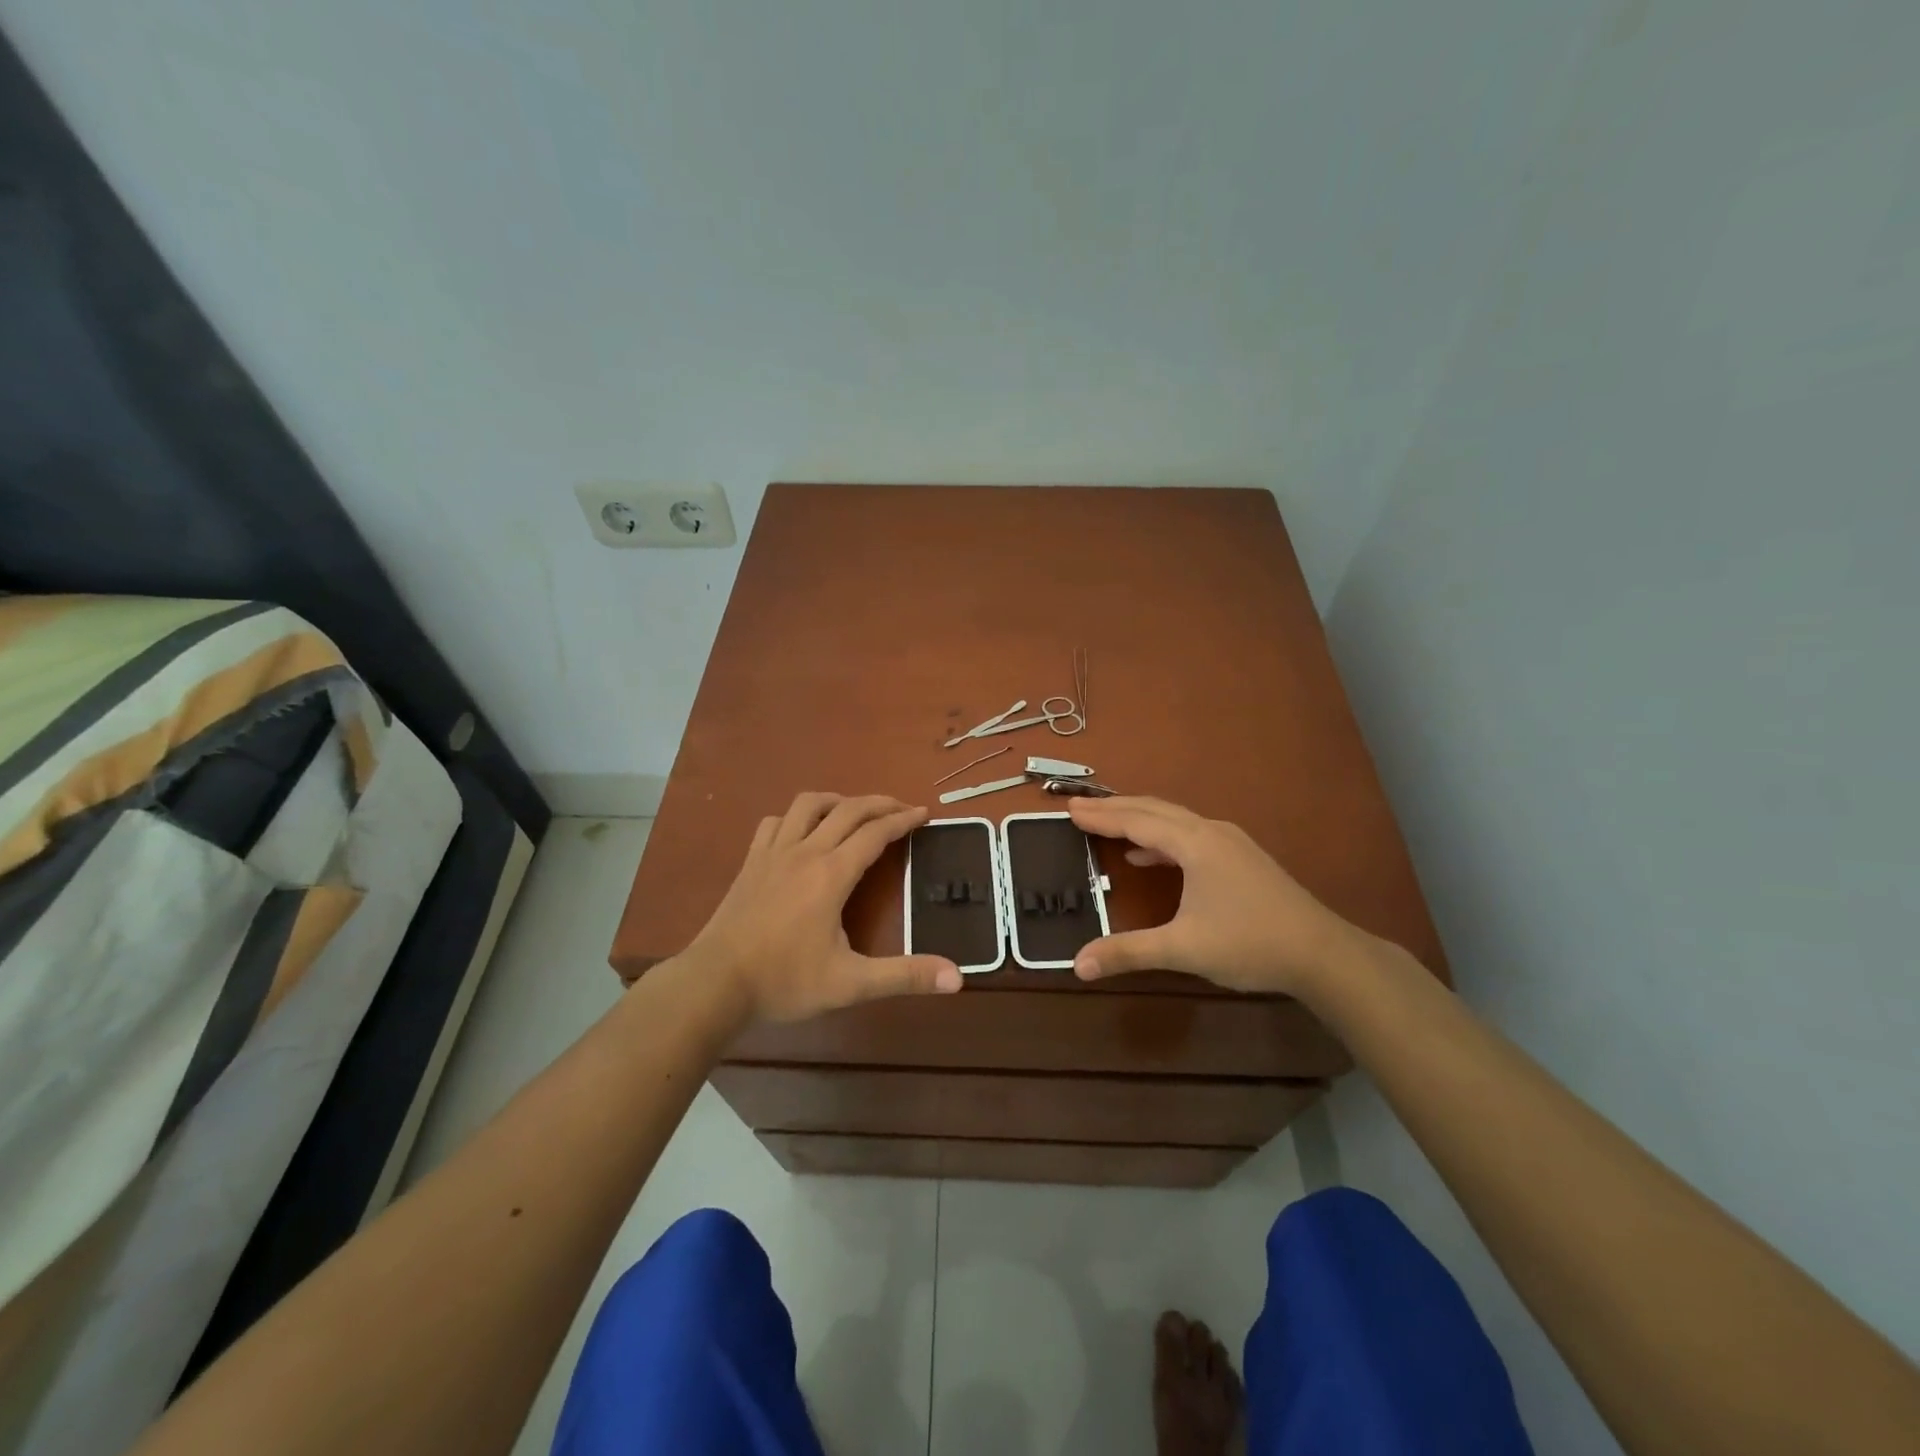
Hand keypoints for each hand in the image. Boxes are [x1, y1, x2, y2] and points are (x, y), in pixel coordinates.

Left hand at [682, 792, 962, 1023]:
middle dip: (879, 803)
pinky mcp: (751, 862)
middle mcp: (805, 852)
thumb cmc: (784, 981)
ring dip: (838, 800)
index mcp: (832, 873)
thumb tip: (957, 978)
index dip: (903, 820)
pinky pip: (776, 822)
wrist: (715, 984)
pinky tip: (802, 831)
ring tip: (855, 810)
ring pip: (808, 804)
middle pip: (848, 809)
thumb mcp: (851, 984)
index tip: (924, 813)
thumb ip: (904, 977)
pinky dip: (796, 817)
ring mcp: (773, 853)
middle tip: (902, 808)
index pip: (875, 833)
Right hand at [1066, 796, 1367, 997]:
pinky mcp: (1241, 858)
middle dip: (1114, 808)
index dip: (1101, 816)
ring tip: (1107, 825)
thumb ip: (1129, 952)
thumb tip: (1078, 964)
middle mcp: (1211, 832)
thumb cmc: (1249, 943)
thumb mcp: (1183, 949)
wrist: (1322, 953)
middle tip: (1079, 808)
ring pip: (1175, 820)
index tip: (1069, 810)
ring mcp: (1230, 843)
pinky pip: (1190, 835)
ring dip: (1138, 819)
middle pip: (1154, 809)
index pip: (1137, 821)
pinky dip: (1161, 839)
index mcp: (1195, 843)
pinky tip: (1149, 857)